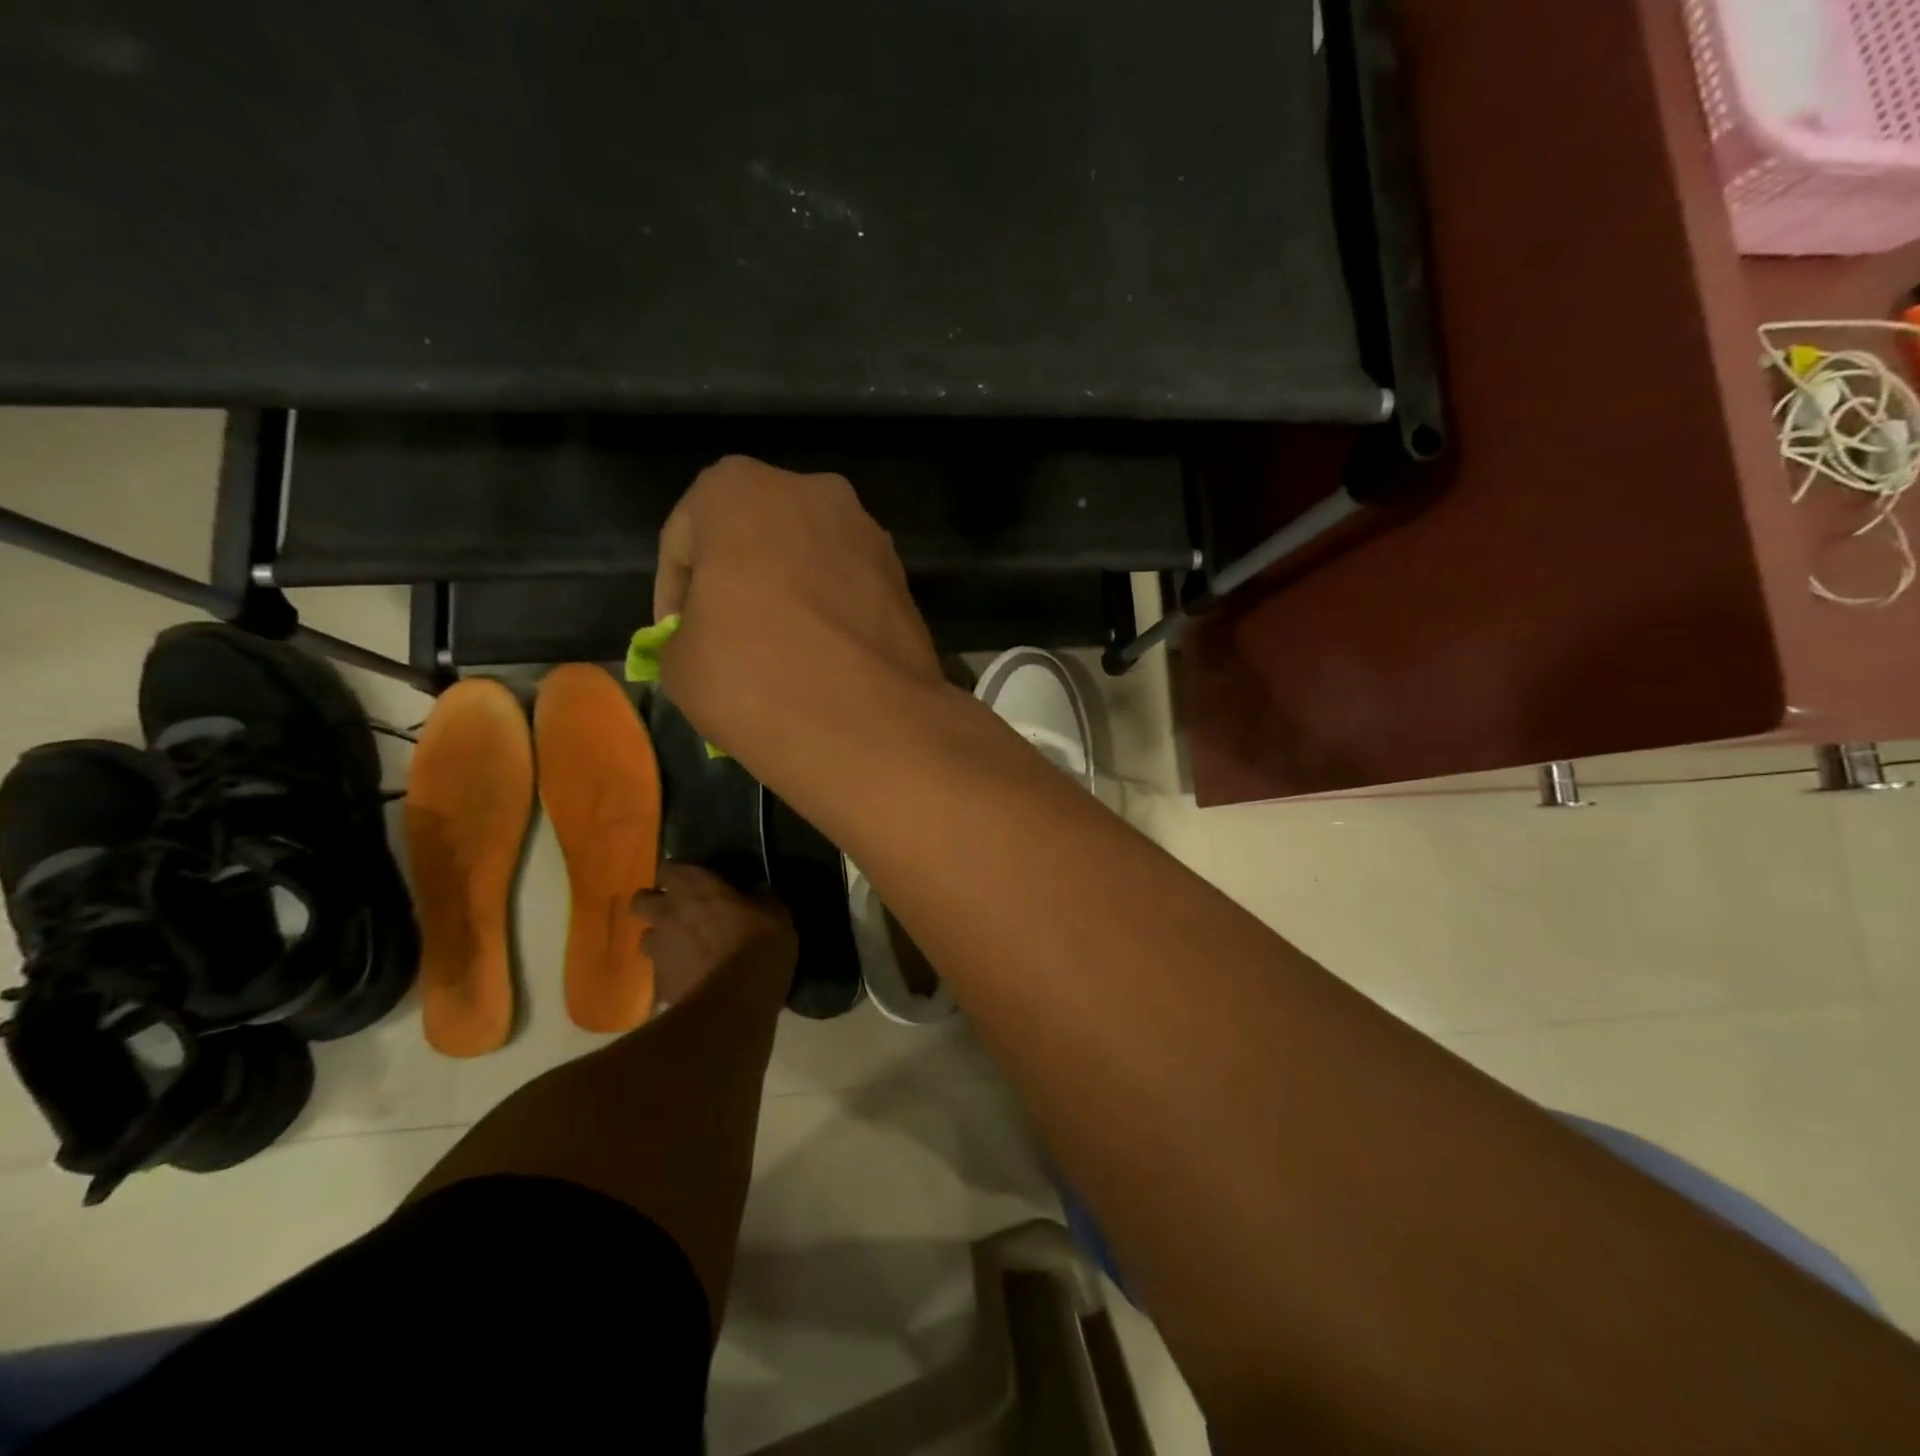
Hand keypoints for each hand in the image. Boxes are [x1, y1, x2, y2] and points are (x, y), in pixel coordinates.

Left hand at [632, 862, 795, 1010]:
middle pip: (641, 901)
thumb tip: (757, 892)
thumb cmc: (758, 947)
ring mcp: (659, 951)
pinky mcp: (659, 985)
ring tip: (684, 949)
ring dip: (662, 940)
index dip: (678, 873)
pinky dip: (673, 973)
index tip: (693, 879)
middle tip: (680, 912)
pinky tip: (693, 980)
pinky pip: (660, 973)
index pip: (669, 868)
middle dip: (655, 904)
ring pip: (647, 938)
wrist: (734, 1005)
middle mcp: (668, 914)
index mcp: (695, 889)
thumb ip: (760, 898)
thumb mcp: (776, 914)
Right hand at [652, 455, 942, 759]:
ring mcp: (868, 535)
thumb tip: (707, 639)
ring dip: (788, 597)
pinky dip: (829, 616)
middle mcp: (812, 493)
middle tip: (726, 641)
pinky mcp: (903, 579)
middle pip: (753, 540)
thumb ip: (685, 632)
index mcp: (739, 490)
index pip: (684, 540)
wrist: (867, 726)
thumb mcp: (679, 663)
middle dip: (736, 584)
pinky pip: (848, 591)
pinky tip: (823, 662)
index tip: (677, 640)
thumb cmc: (753, 678)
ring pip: (807, 563)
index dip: (674, 596)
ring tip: (779, 656)